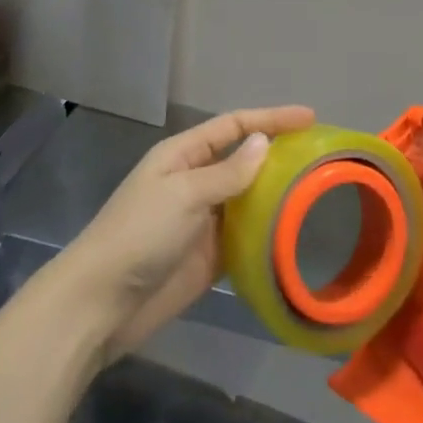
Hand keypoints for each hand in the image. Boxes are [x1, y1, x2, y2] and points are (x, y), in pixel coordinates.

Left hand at [55, 104, 315, 361]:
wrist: (101, 304)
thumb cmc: (139, 234)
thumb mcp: (184, 194)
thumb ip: (227, 172)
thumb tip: (264, 142)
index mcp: (183, 154)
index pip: (234, 126)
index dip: (271, 118)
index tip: (310, 117)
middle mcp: (195, 181)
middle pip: (244, 160)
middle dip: (279, 155)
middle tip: (322, 156)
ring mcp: (203, 220)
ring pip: (248, 198)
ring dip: (277, 195)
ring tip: (319, 192)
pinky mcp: (209, 256)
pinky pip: (246, 236)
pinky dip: (268, 233)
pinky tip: (295, 233)